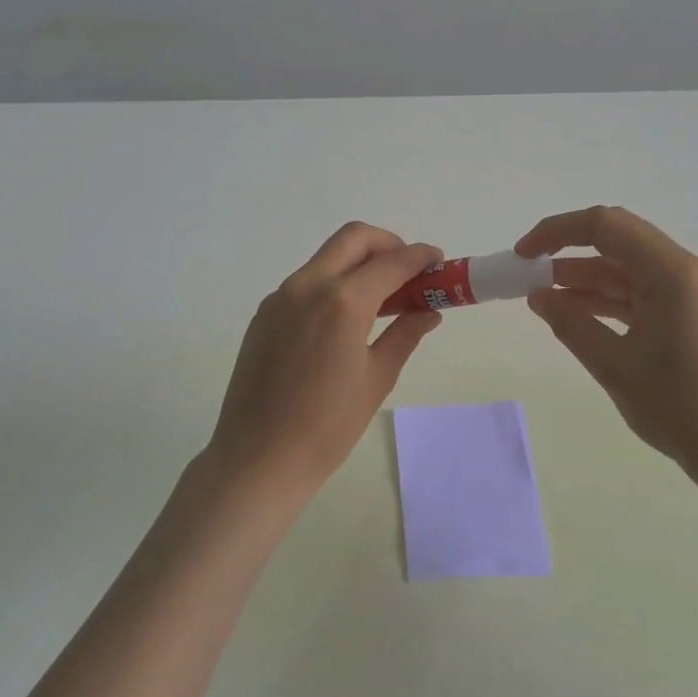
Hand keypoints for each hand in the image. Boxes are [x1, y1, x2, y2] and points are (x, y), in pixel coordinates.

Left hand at [208, 223, 443, 496]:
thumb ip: (406, 334)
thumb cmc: (328, 426)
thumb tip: (429, 311)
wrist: (258, 458)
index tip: (439, 262)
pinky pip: (306, 281)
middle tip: (408, 272)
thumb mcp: (377, 378)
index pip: (392, 261)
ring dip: (359, 263)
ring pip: (327, 257)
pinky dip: (333, 283)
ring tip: (381, 298)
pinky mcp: (265, 313)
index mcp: (342, 301)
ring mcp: (281, 297)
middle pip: (354, 238)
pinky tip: (344, 319)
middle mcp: (308, 285)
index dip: (421, 257)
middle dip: (388, 244)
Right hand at [517, 206, 697, 479]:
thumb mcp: (613, 365)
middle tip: (528, 272)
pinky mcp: (688, 314)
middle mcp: (684, 271)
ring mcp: (689, 292)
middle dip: (568, 250)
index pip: (605, 226)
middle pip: (617, 240)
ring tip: (541, 296)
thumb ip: (570, 324)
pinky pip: (639, 291)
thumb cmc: (678, 406)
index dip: (557, 231)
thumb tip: (538, 296)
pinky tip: (574, 313)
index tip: (523, 255)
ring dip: (584, 277)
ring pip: (626, 267)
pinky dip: (605, 298)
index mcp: (671, 272)